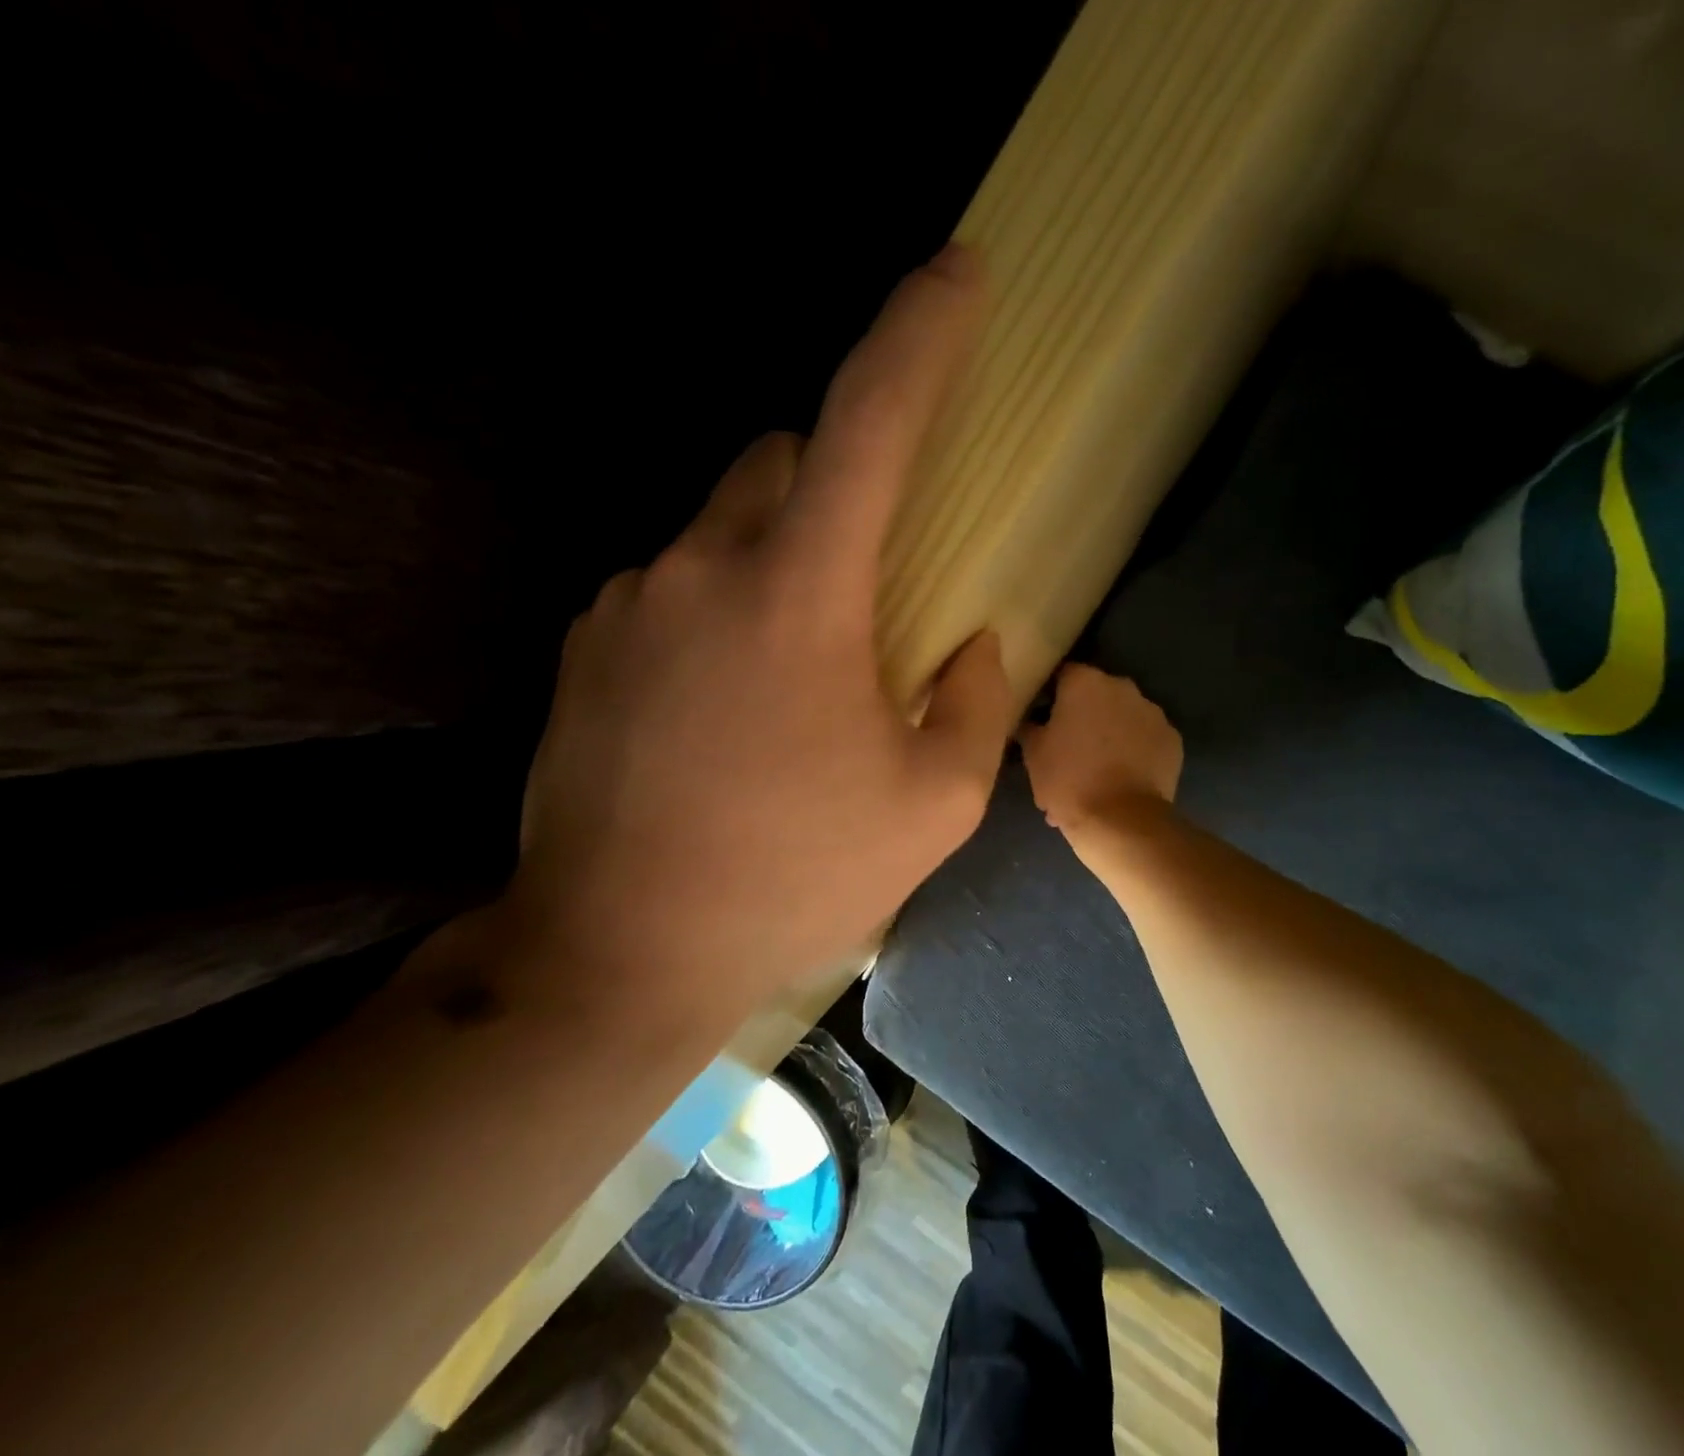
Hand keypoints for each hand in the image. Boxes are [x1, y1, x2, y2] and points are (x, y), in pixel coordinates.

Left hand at [509, 246, 1011, 1016]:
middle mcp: (699, 566)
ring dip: (774, 561)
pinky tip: (723, 707)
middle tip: (864, 588)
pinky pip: (670, 585)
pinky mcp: (584, 644)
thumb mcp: (931, 806)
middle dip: (835, 491)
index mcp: (800, 594)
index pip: (869, 423)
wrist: (619, 952)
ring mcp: (626, 601)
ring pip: (720, 526)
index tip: (958, 271)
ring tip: (793, 675)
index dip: (920, 335)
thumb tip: (977, 644)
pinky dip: (715, 609)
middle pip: (780, 461)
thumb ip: (976, 705)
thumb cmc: (792, 878)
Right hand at [1020, 664, 1181, 831]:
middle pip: (1097, 694)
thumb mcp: (1033, 754)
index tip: (1044, 719)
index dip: (1052, 696)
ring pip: (1123, 716)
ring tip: (1098, 769)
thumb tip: (1032, 721)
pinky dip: (1136, 751)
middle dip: (1084, 715)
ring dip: (1111, 732)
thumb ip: (1031, 727)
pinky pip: (1146, 738)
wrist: (1120, 820)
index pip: (1063, 675)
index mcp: (1084, 683)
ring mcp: (1152, 712)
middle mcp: (1122, 687)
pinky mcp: (1172, 739)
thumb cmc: (1068, 780)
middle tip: (1069, 748)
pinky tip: (1123, 777)